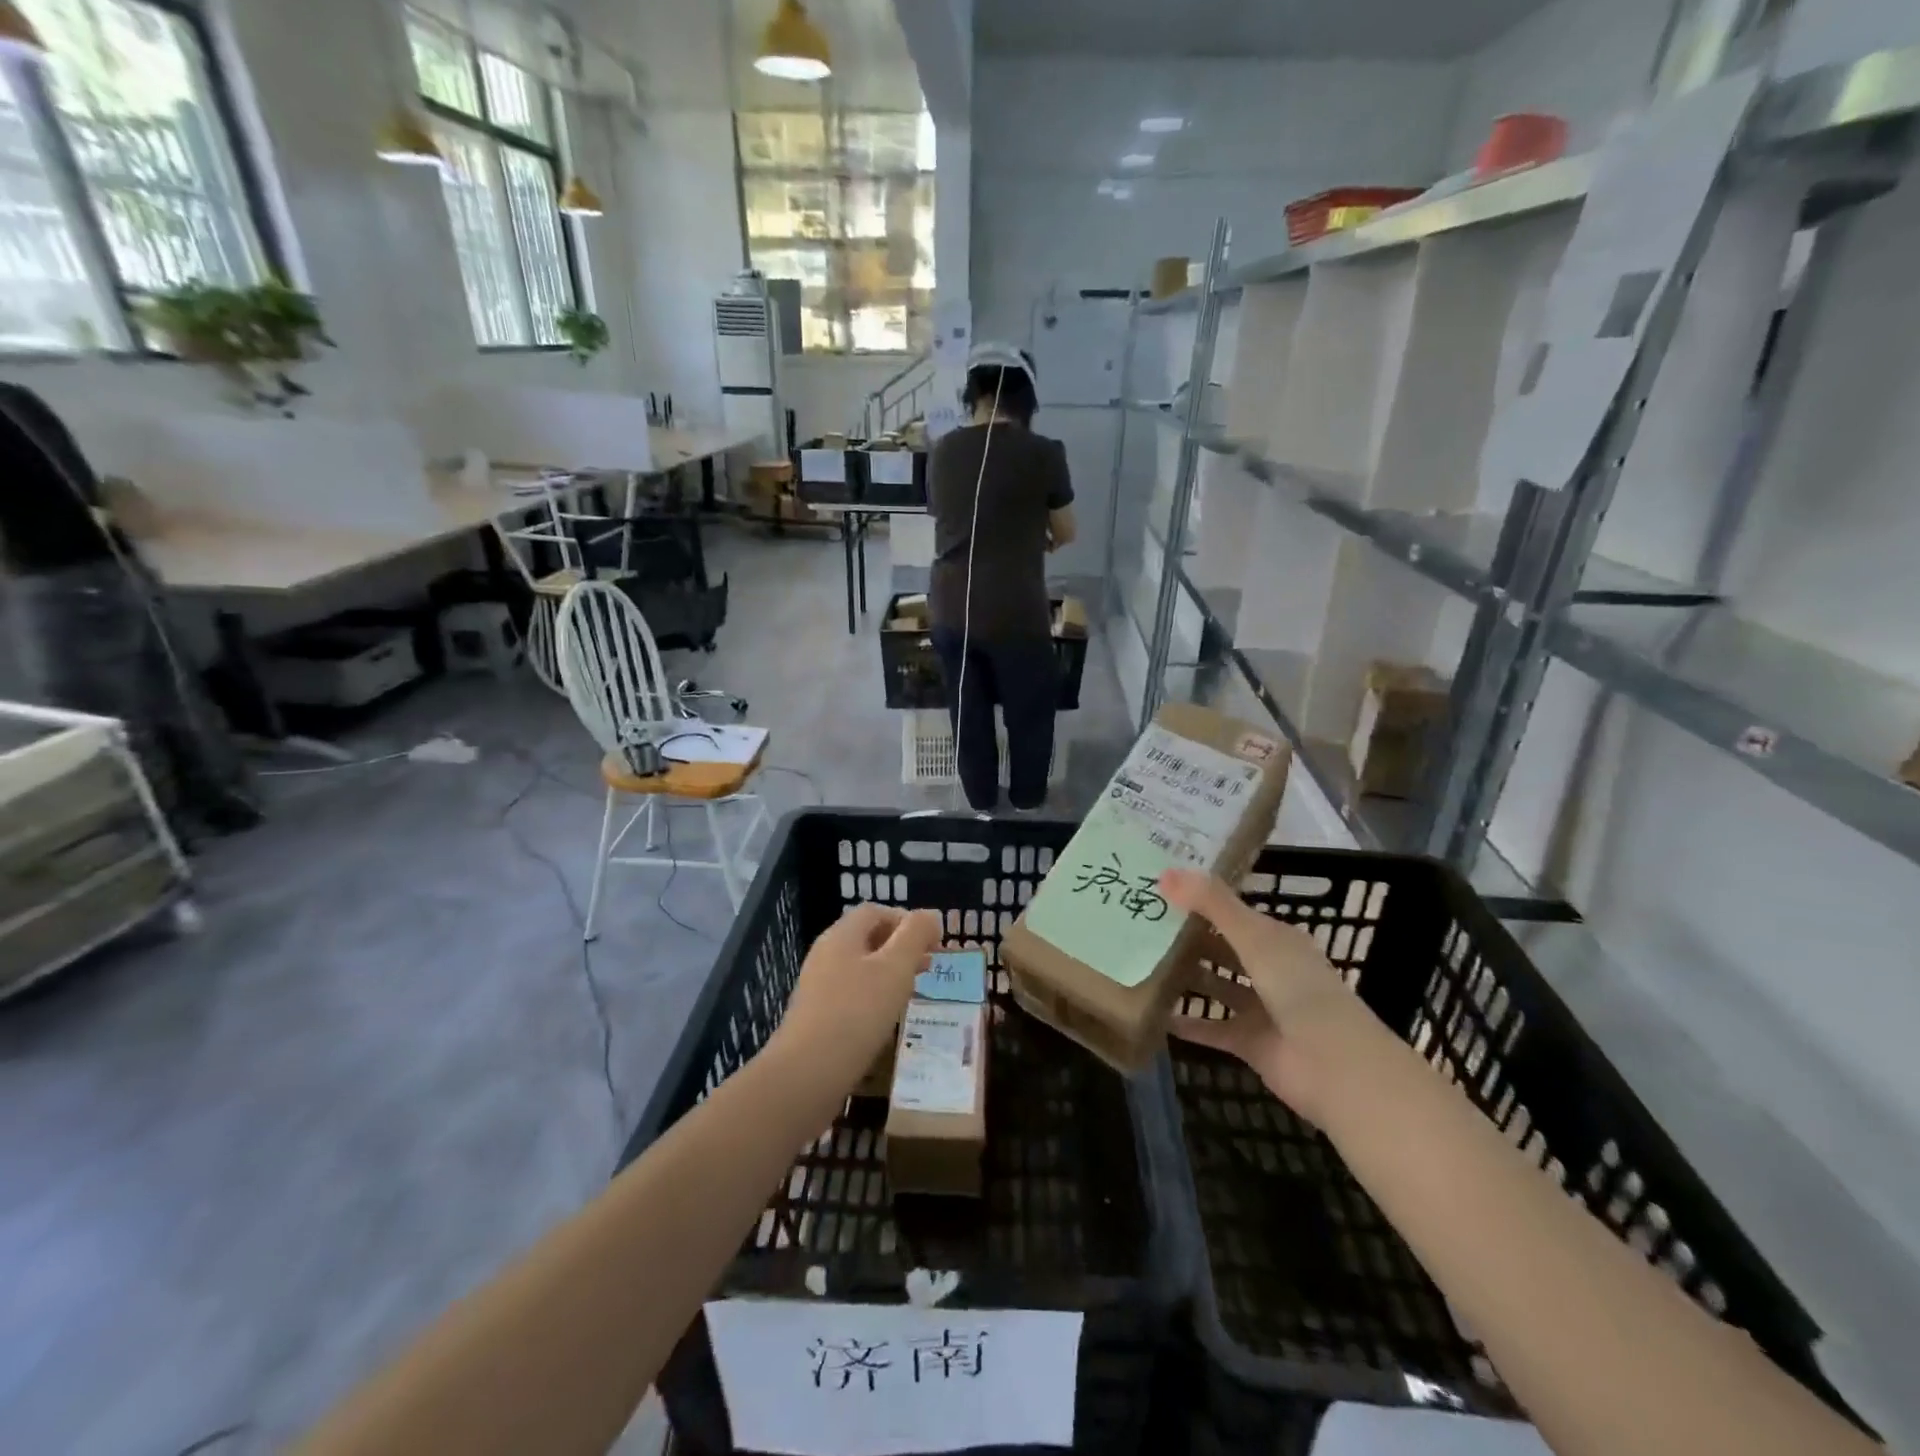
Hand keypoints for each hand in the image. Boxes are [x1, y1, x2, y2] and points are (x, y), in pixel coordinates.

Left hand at [776, 904, 942, 1076]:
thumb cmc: (857, 1013)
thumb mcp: (895, 968)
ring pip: (860, 967)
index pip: (875, 911)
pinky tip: (886, 1018)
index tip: (933, 942)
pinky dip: (874, 996)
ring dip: (889, 972)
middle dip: (901, 947)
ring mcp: (818, 986)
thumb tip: (931, 914)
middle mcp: (826, 954)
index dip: (906, 920)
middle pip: (867, 937)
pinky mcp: (817, 1016)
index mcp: (842, 935)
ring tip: (913, 991)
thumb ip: (915, 935)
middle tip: (929, 966)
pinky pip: (851, 994)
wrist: (806, 1074)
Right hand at [1162, 870, 1370, 1122]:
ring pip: (1216, 985)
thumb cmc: (1297, 988)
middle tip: (1140, 924)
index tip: (1158, 889)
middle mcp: (1269, 969)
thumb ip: (1212, 904)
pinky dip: (1186, 1023)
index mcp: (1276, 939)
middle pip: (1222, 948)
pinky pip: (1211, 1028)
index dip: (1199, 900)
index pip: (1232, 912)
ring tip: (1141, 962)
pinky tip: (1154, 1013)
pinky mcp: (1249, 1042)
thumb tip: (1165, 873)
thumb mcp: (1253, 937)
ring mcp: (1260, 1008)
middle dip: (1187, 938)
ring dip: (1186, 977)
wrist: (1334, 1066)